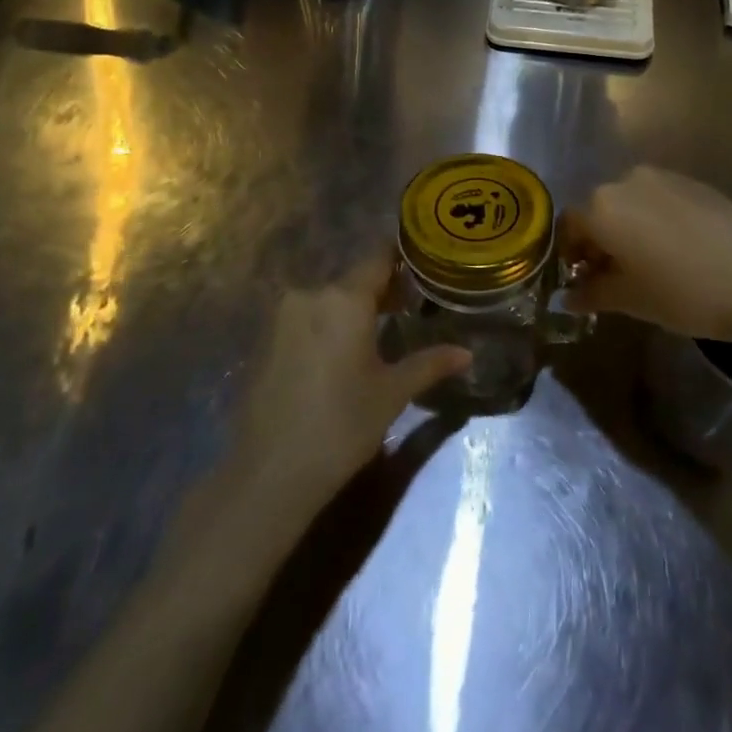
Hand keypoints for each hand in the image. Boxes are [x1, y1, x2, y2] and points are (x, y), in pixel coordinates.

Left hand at [234, 254, 470, 502]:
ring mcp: (282, 317)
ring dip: (353, 309)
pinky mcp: (265, 341)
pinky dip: (327, 326)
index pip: (378, 258)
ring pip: (328, 300)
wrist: (269, 473)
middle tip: (412, 304)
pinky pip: (306, 319)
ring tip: (381, 330)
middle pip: (353, 280)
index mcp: (344, 298)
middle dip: (382, 289)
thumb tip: (466, 353)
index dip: (402, 257)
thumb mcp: (392, 393)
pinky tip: (342, 353)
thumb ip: (429, 364)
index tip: (424, 263)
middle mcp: (310, 295)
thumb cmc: (342, 425)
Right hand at [561, 167, 731, 347]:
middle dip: (599, 240)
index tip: (581, 279)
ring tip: (647, 262)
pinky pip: (660, 198)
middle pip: (599, 208)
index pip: (569, 224)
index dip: (570, 252)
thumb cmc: (684, 294)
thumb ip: (593, 293)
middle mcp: (626, 181)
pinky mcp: (694, 182)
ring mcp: (664, 177)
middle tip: (612, 275)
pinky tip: (677, 249)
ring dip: (628, 228)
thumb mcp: (631, 301)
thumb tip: (569, 296)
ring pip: (631, 202)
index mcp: (602, 207)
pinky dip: (656, 219)